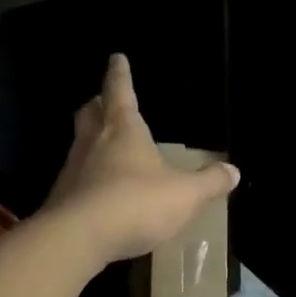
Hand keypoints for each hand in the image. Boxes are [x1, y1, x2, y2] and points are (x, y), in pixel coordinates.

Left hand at [40, 54, 238, 265]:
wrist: (77, 238)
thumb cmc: (135, 203)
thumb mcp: (185, 195)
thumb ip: (209, 182)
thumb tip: (233, 171)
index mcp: (123, 129)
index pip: (120, 91)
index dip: (120, 74)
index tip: (117, 58)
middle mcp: (93, 142)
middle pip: (91, 113)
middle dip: (99, 104)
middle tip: (105, 101)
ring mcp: (73, 169)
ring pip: (80, 144)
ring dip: (91, 140)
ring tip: (106, 147)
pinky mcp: (62, 198)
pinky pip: (77, 178)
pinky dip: (88, 176)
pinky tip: (100, 190)